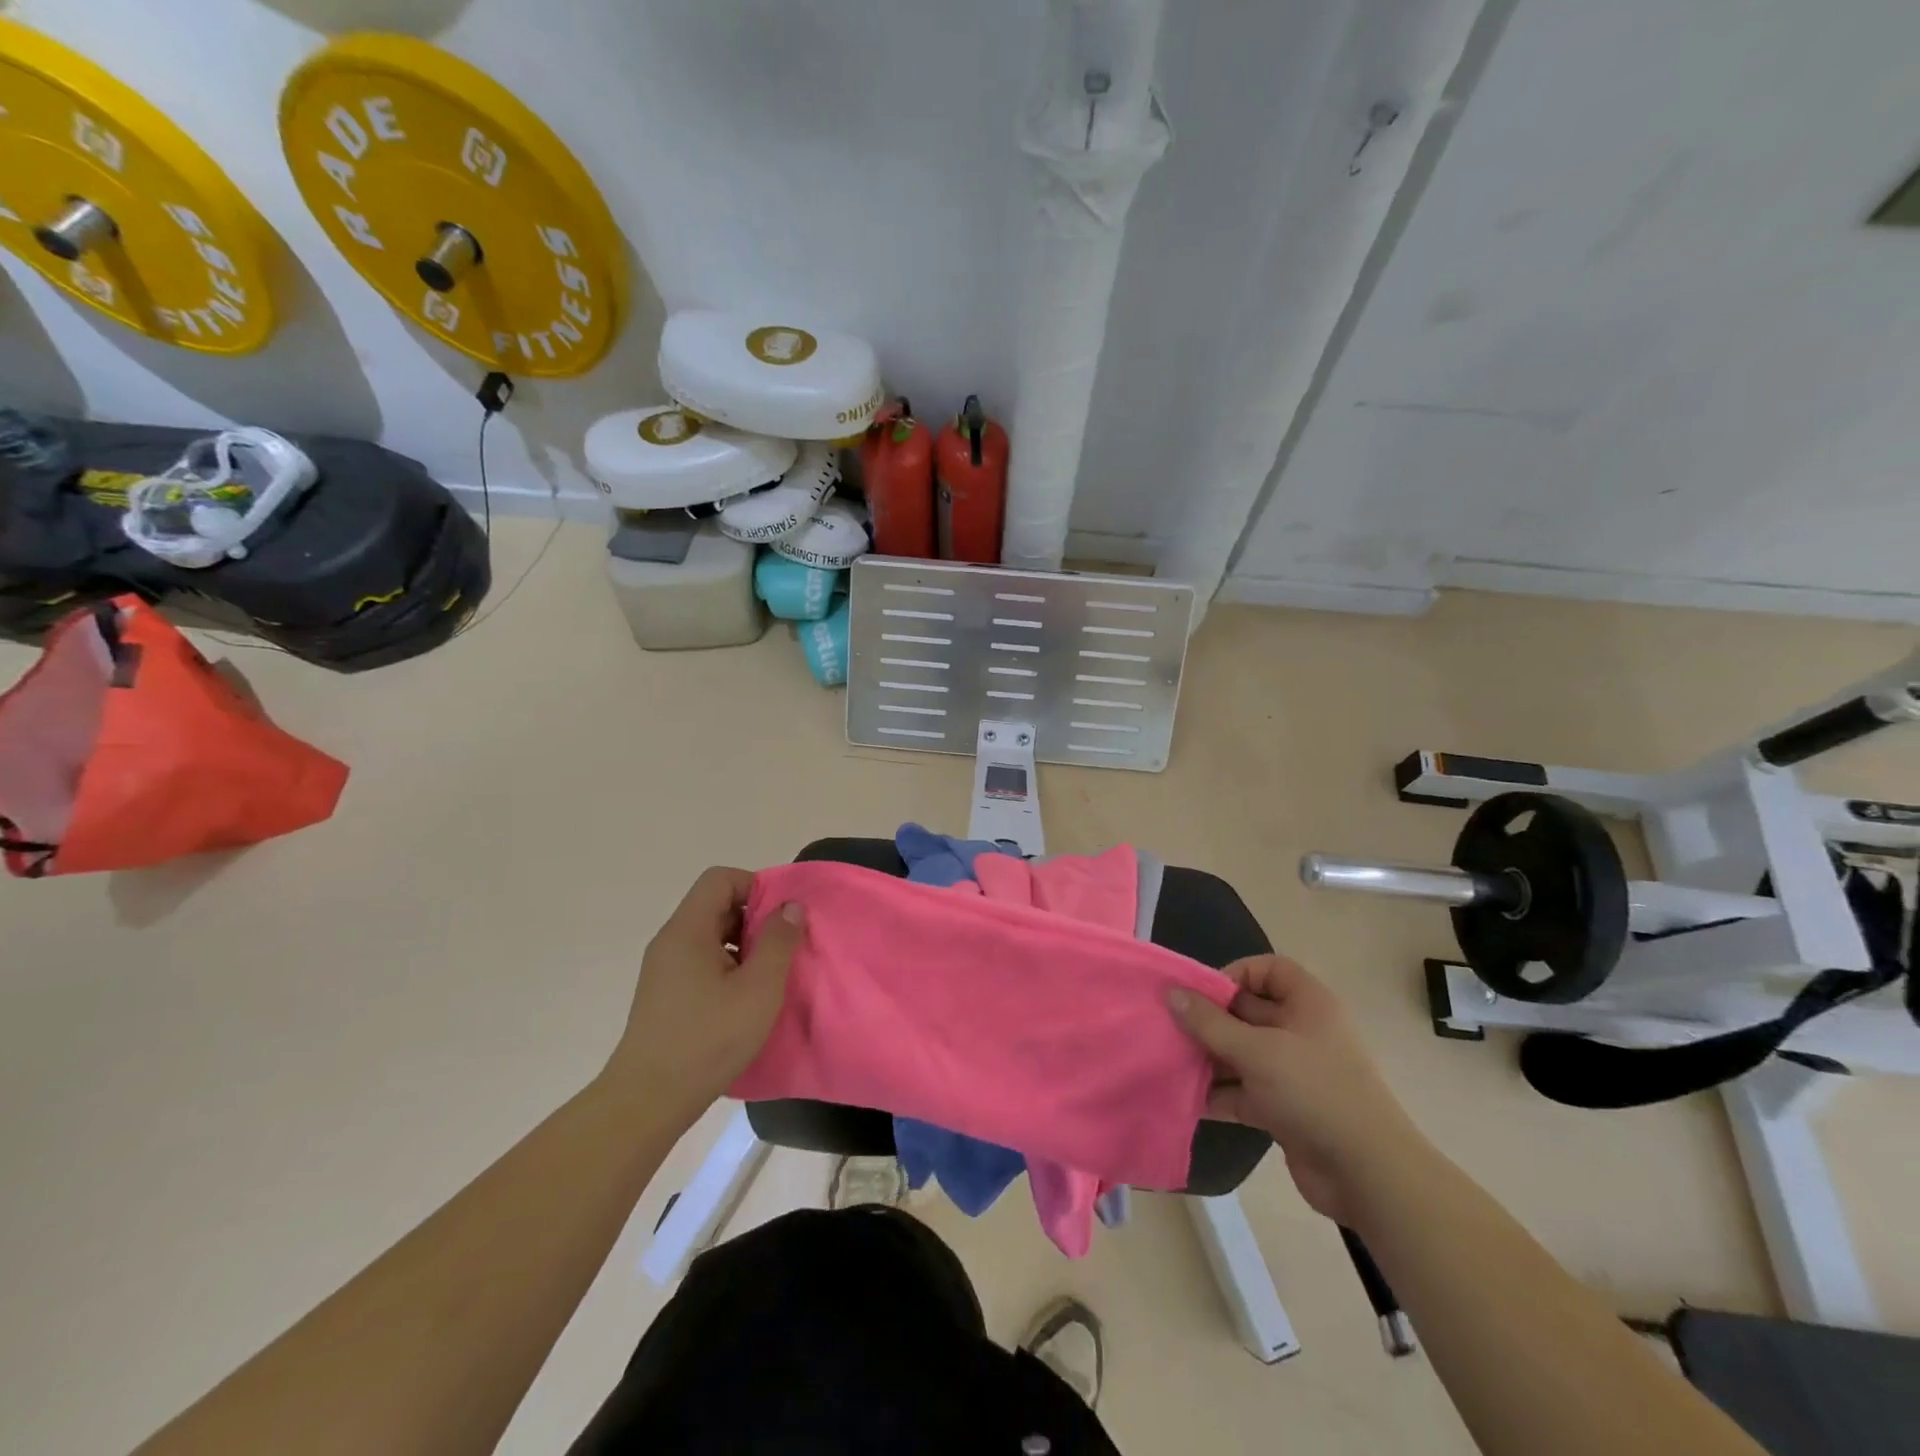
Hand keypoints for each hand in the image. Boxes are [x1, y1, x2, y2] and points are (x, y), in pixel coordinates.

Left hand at [603, 867, 804, 1121]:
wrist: (647, 1101)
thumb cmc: (707, 1039)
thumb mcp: (758, 988)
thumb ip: (778, 941)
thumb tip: (791, 905)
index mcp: (688, 930)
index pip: (721, 879)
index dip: (756, 886)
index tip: (782, 916)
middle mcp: (671, 941)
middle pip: (716, 905)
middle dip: (754, 918)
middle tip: (783, 948)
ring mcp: (664, 969)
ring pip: (711, 936)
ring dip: (744, 946)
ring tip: (768, 977)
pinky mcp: (665, 995)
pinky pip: (701, 962)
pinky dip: (728, 968)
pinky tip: (745, 1000)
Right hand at [1169, 955, 1426, 1223]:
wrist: (1367, 1175)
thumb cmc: (1314, 1092)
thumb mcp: (1256, 1051)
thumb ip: (1210, 1023)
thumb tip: (1172, 993)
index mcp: (1307, 1004)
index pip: (1268, 970)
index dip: (1234, 974)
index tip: (1201, 994)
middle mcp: (1301, 1031)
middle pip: (1247, 1012)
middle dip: (1210, 1019)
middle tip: (1169, 1027)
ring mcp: (1293, 1072)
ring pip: (1242, 1053)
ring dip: (1209, 1058)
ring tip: (1169, 1061)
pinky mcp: (1284, 1108)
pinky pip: (1243, 1090)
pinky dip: (1218, 1093)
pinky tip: (1185, 1098)